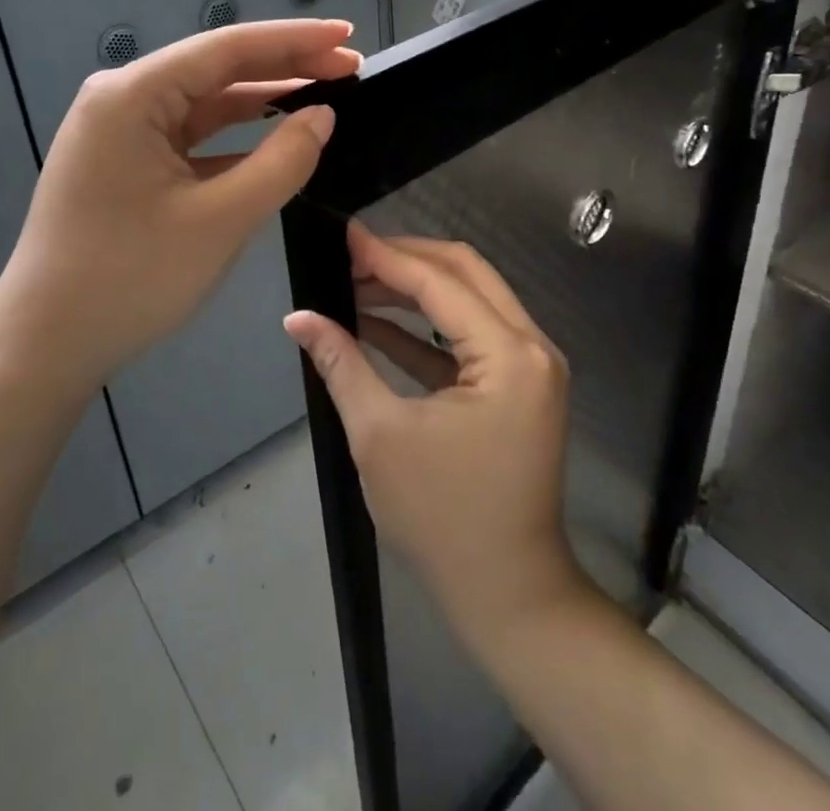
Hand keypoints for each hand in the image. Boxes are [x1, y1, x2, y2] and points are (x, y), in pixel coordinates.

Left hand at [0, 19, 360, 396]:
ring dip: (263, 99)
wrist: (45, 347)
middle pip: (217, 69)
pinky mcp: (126, 161)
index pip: (227, 49)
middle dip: (285, 66)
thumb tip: (323, 116)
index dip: (295, 40)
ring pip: (206, 102)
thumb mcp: (219, 221)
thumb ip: (281, 162)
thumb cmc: (129, 280)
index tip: (348, 35)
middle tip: (349, 65)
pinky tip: (277, 137)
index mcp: (132, 95)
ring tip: (324, 93)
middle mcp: (122, 98)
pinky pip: (191, 136)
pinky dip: (236, 136)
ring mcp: (121, 131)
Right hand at [286, 225, 582, 638]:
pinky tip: (376, 321)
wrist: (507, 595)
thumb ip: (341, 363)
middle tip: (350, 256)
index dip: (387, 255)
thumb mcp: (380, 435)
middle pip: (464, 273)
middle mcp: (531, 345)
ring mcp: (530, 364)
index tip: (343, 235)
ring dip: (414, 289)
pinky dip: (427, 327)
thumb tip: (297, 317)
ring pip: (469, 299)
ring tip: (356, 283)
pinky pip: (470, 336)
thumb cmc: (442, 518)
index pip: (440, 282)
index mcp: (509, 354)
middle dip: (405, 260)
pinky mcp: (518, 384)